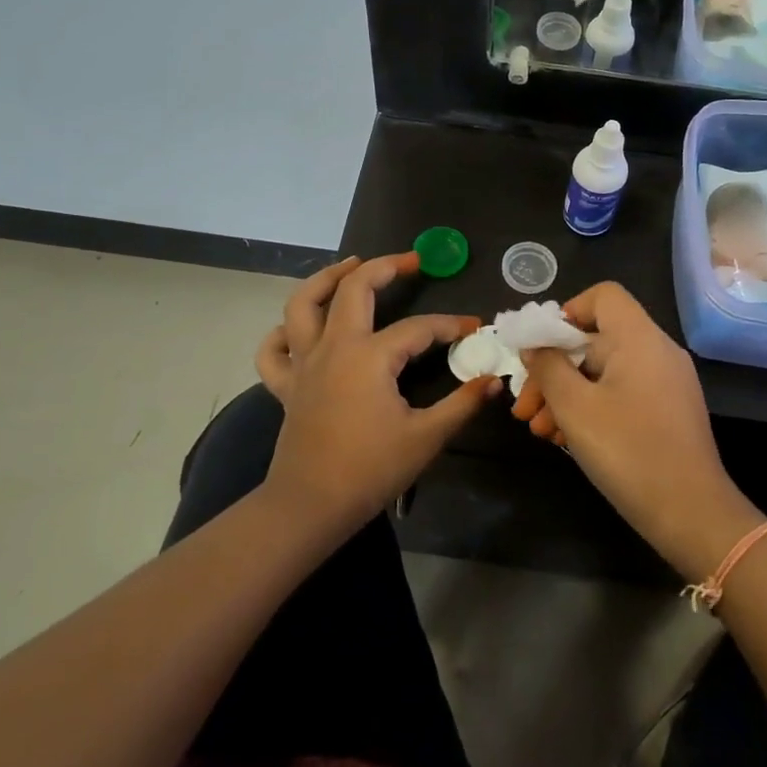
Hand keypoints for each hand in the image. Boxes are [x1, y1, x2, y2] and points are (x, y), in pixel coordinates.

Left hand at [256, 254, 500, 537]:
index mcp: (370, 356)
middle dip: (384, 267)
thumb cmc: (370, 469)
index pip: (418, 328)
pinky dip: (281, 333)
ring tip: (350, 266)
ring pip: (303, 305)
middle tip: (411, 261)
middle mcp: (334, 347)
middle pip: (354, 289)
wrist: (311, 505)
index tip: (475, 328)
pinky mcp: (286, 386)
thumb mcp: (426, 437)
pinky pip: (274, 351)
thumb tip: (493, 380)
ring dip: (326, 278)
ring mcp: (304, 364)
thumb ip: (462, 404)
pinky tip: (296, 328)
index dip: (450, 325)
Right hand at [512, 282, 760, 580]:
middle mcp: (656, 351)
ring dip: (566, 394)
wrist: (691, 513)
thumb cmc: (629, 452)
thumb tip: (535, 346)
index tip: (541, 350)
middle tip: (523, 406)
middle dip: (553, 370)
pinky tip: (564, 439)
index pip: (602, 296)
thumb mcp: (575, 408)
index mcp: (639, 338)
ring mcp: (665, 382)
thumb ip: (549, 368)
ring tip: (538, 430)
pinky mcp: (667, 411)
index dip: (566, 313)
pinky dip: (592, 407)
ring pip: (604, 372)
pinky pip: (621, 393)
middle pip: (596, 339)